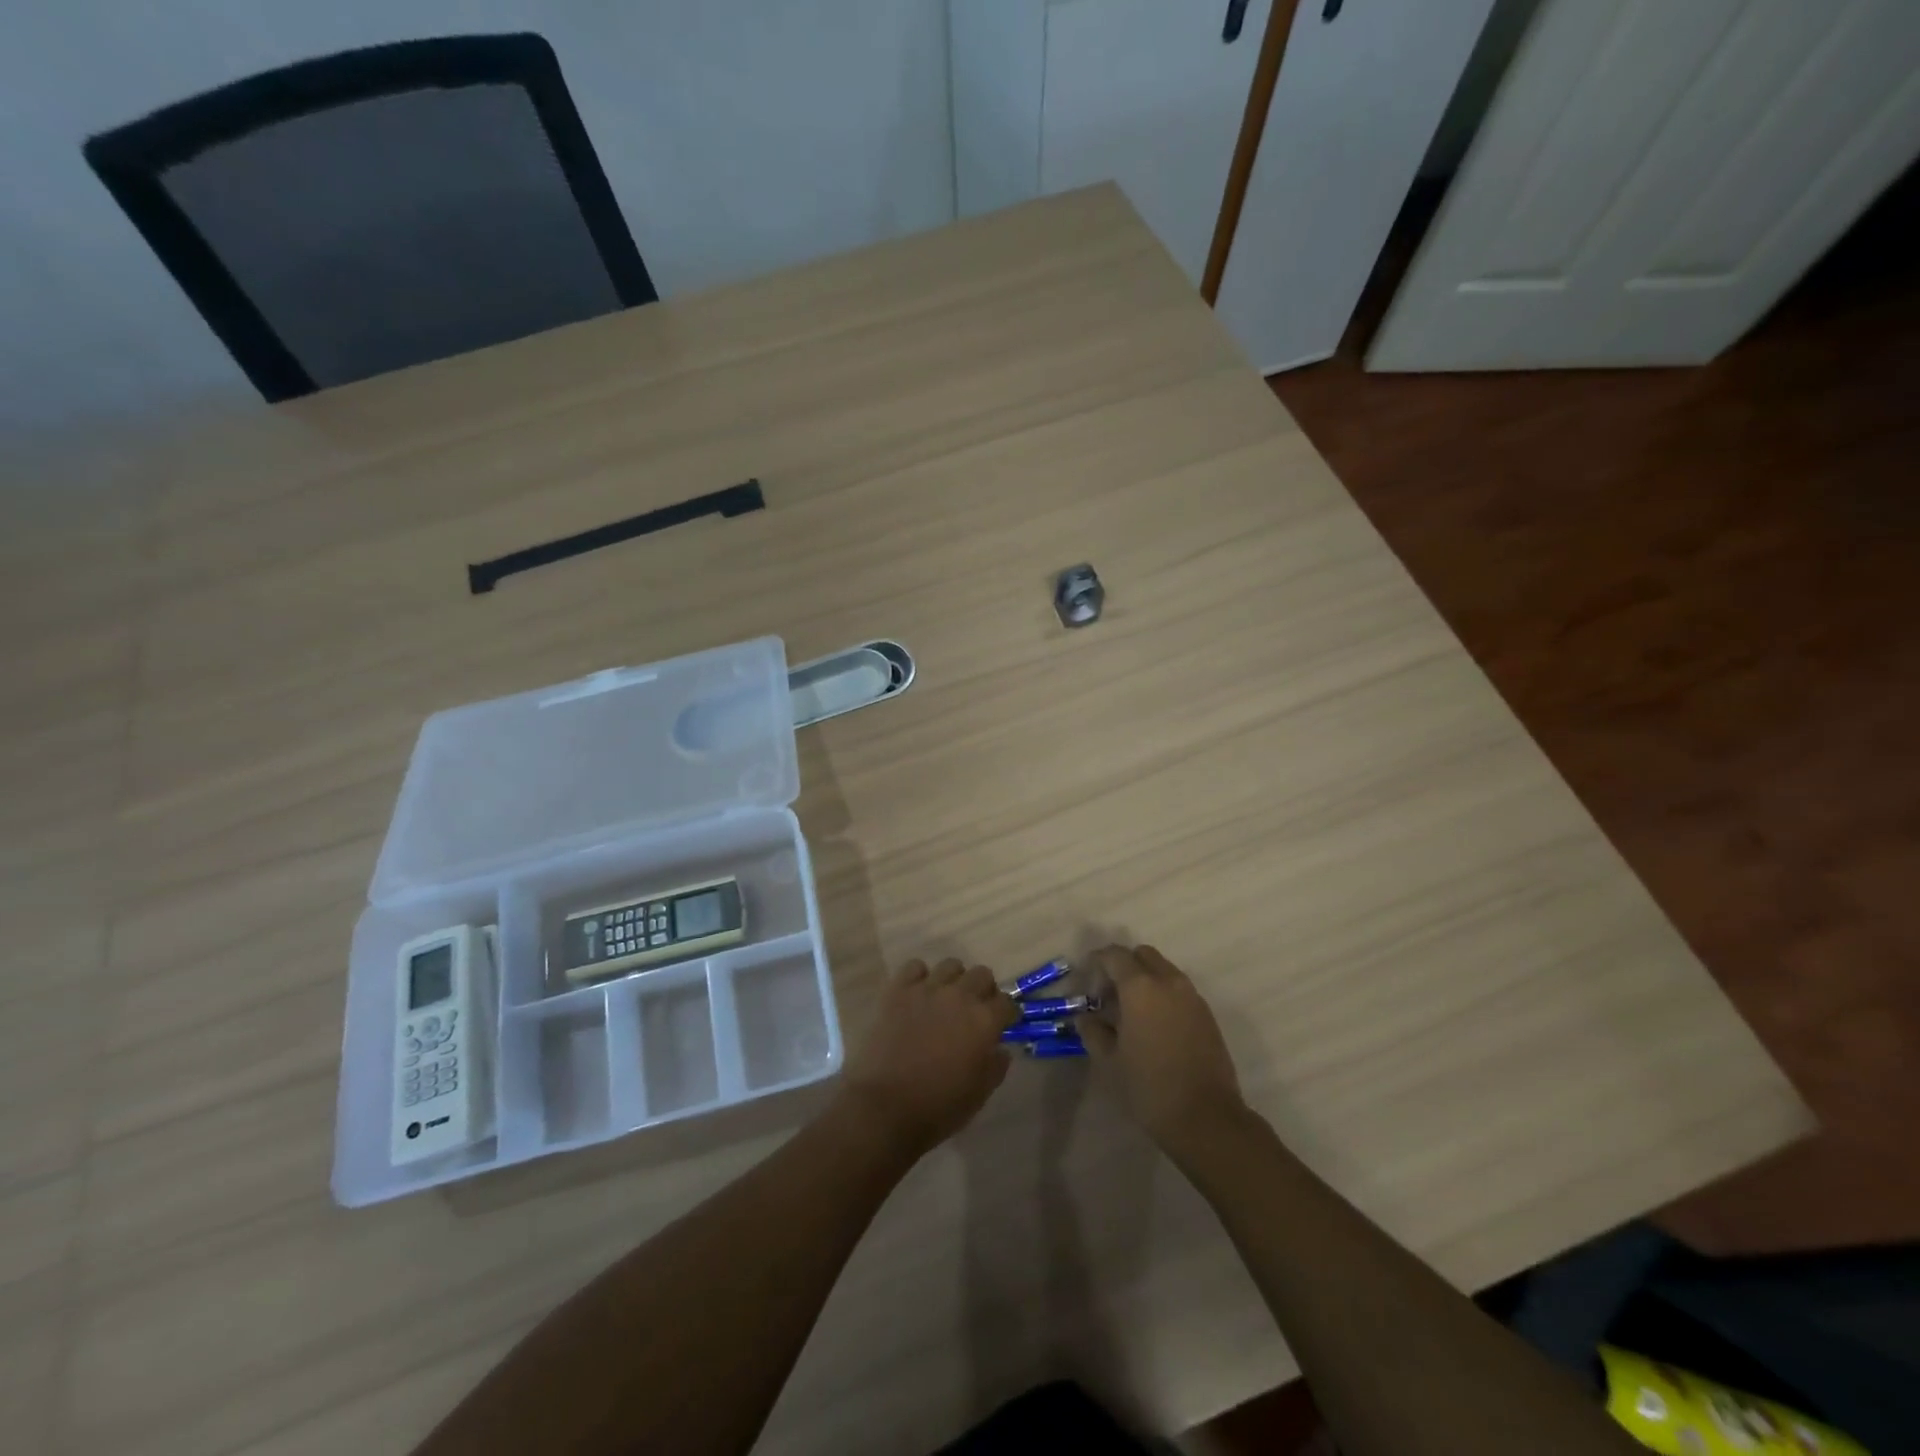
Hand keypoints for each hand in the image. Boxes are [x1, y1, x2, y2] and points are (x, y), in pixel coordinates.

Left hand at [839, 959, 1018, 1156]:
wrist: (885, 1107)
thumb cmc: (938, 1107)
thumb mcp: (979, 1094)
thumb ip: (996, 1066)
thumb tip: (999, 1049)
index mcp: (984, 1021)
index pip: (1007, 1002)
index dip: (1007, 1013)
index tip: (1003, 1023)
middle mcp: (960, 996)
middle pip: (982, 975)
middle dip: (984, 991)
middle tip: (975, 1010)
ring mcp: (927, 989)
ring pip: (951, 966)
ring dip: (954, 980)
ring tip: (945, 1000)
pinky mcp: (898, 990)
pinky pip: (915, 967)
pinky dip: (919, 977)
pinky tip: (917, 995)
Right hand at [1081, 944, 1249, 1152]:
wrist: (1206, 1117)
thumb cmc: (1149, 1086)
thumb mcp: (1109, 1060)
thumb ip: (1093, 1031)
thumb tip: (1087, 1017)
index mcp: (1140, 987)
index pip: (1115, 955)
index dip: (1097, 961)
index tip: (1087, 979)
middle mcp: (1169, 982)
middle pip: (1143, 955)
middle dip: (1124, 966)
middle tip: (1110, 995)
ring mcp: (1192, 997)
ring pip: (1164, 971)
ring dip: (1146, 980)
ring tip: (1132, 1013)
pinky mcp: (1207, 1015)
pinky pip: (1180, 991)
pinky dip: (1164, 996)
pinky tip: (1155, 1027)